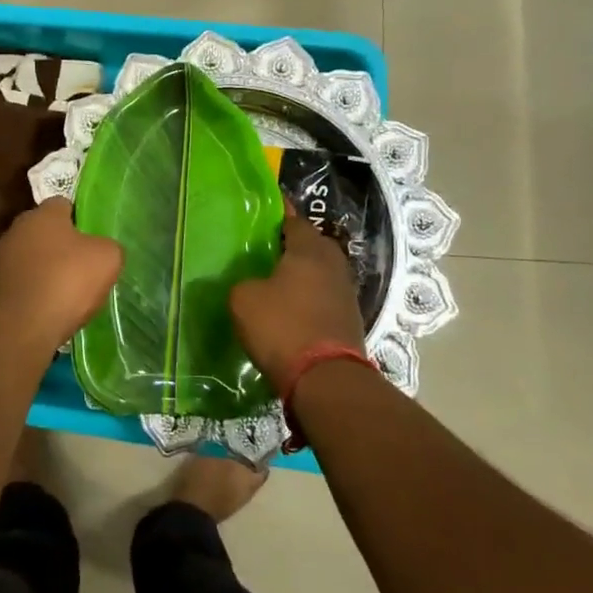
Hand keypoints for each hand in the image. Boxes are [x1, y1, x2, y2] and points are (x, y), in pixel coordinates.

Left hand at [0, 200, 122, 355]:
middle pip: (46, 232)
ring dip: (48, 271)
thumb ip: (108, 246)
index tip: (95, 239)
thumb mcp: (107, 259)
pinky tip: (51, 310)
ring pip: (34, 258)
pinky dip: (36, 293)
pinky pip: (24, 283)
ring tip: (70, 294)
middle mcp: (17, 229)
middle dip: (63, 246)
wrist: (20, 327)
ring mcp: (2, 259)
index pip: (64, 204)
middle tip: (85, 267)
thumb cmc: (66, 281)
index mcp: (43, 214)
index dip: (82, 219)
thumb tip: (101, 249)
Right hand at [229, 214, 367, 390]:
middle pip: (310, 245)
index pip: (292, 219)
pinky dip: (307, 297)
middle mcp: (333, 264)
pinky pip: (322, 296)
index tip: (260, 212)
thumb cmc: (282, 326)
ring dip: (300, 274)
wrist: (325, 380)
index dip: (276, 214)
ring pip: (318, 272)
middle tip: (262, 248)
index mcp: (309, 249)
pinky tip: (288, 306)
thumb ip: (244, 282)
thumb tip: (252, 284)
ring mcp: (345, 292)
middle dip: (289, 245)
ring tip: (272, 278)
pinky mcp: (348, 319)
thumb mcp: (243, 298)